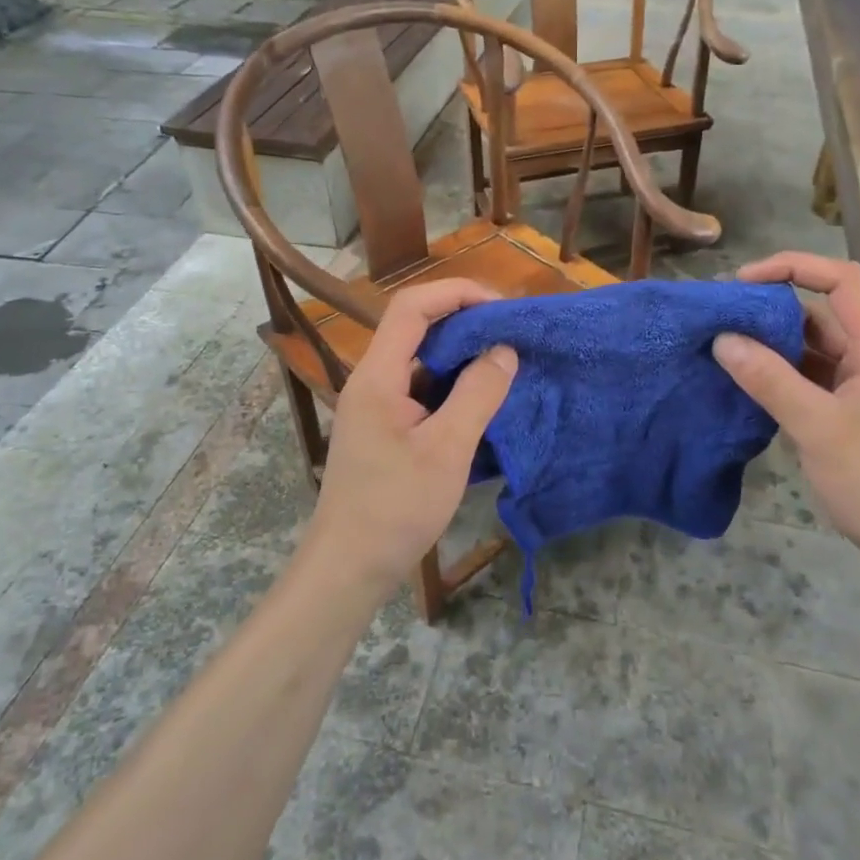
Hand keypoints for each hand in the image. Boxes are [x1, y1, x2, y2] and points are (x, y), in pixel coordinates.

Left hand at [299, 279, 517, 602]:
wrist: (349, 567)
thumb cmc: (396, 508)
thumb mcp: (447, 449)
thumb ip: (478, 393)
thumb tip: (505, 350)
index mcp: (378, 375)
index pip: (412, 306)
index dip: (456, 293)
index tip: (500, 307)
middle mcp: (372, 380)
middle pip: (416, 327)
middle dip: (464, 321)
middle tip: (510, 335)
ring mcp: (376, 405)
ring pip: (420, 360)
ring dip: (460, 355)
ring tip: (503, 363)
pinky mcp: (384, 428)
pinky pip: (421, 389)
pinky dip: (452, 385)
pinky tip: (480, 400)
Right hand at [713, 252, 859, 589]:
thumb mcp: (817, 428)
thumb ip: (769, 379)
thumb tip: (722, 339)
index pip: (842, 279)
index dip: (793, 266)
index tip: (743, 282)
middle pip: (824, 311)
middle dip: (773, 308)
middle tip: (723, 319)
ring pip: (815, 347)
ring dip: (774, 343)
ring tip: (726, 348)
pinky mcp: (856, 412)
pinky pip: (814, 377)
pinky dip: (783, 373)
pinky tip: (749, 383)